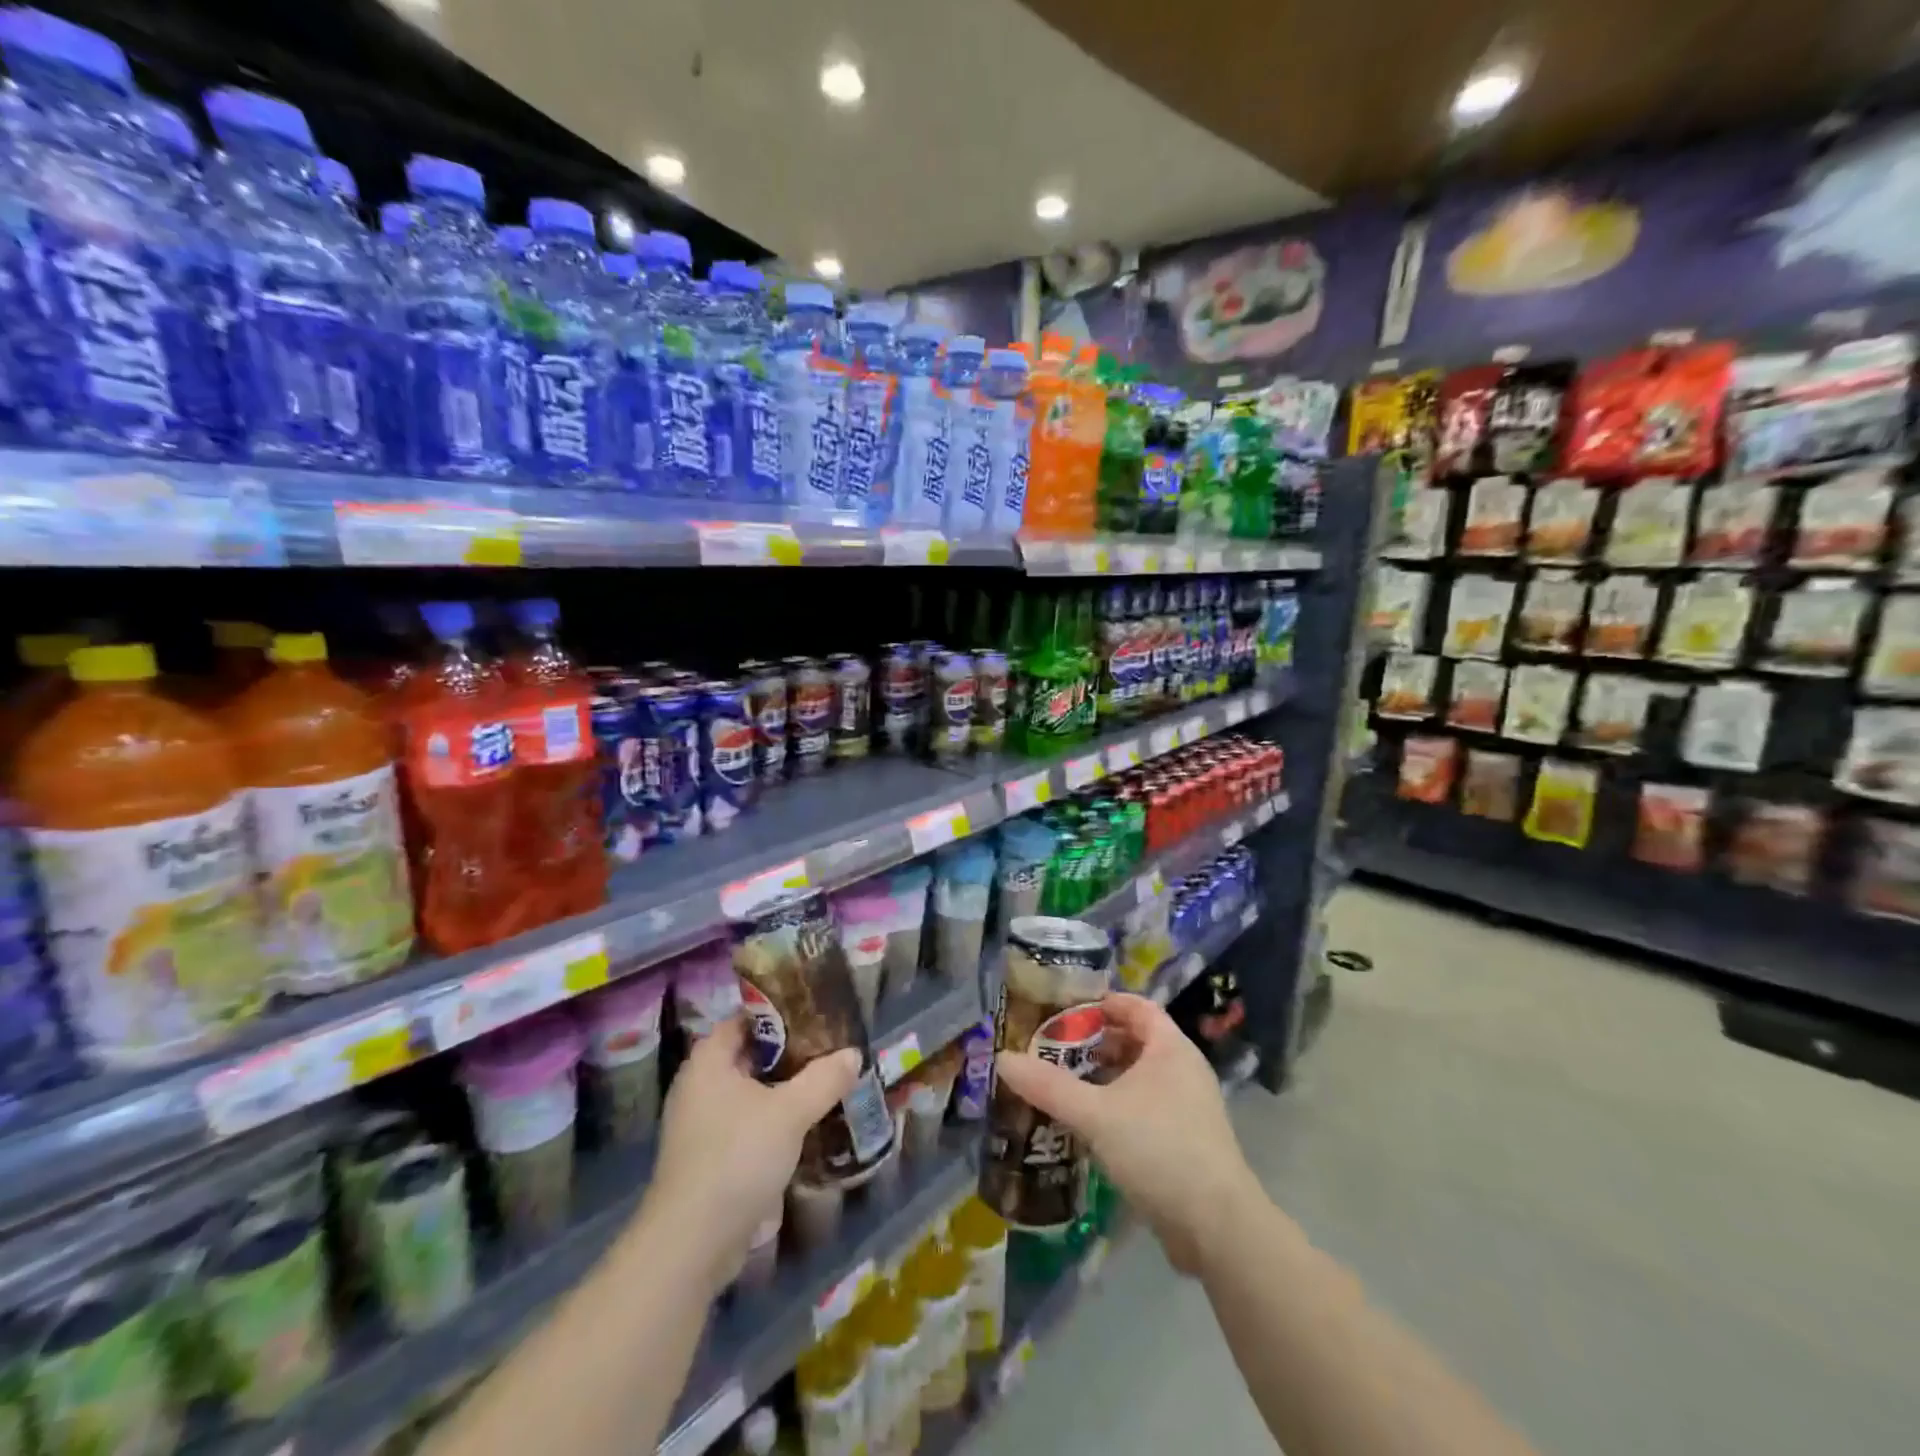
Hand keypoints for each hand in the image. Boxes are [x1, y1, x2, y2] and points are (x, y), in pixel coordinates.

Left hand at [642, 1016, 859, 1291]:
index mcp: (709, 1062)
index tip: (816, 1013)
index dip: (779, 1014)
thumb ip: (824, 1078)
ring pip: (749, 1093)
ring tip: (824, 1084)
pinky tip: (803, 1127)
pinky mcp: (707, 1158)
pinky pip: (745, 1124)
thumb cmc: (737, 1157)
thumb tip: (853, 1053)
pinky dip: (771, 1120)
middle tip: (828, 1048)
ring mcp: (699, 1125)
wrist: (692, 1244)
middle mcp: (698, 1086)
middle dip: (788, 1053)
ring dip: (782, 1090)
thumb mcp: (790, 1112)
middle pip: (749, 1056)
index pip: (744, 1019)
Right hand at [994, 993, 1258, 1275]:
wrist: (1217, 1227)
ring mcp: (1188, 1108)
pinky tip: (1090, 1125)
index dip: (1102, 1003)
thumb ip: (1049, 1086)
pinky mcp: (1186, 1142)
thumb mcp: (1096, 1114)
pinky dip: (1117, 1106)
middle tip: (1055, 1049)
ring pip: (1139, 1077)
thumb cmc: (1158, 1149)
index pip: (1136, 1006)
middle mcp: (1183, 1070)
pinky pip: (1145, 1108)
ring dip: (1105, 1077)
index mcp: (1170, 1048)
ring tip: (1065, 1085)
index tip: (1065, 1010)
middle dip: (1095, 1042)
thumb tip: (1002, 1059)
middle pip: (1135, 1040)